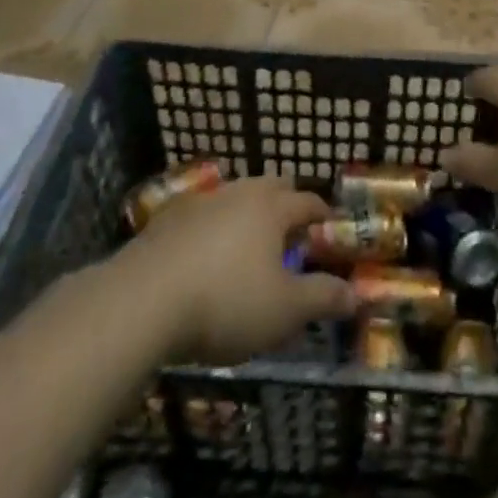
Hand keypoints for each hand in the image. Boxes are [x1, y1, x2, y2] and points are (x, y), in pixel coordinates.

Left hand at [118, 175, 357, 364]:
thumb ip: (323, 298)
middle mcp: (239, 193)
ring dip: (247, 215)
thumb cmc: (226, 302)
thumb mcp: (284, 311)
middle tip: (291, 235)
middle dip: (286, 204)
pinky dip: (212, 230)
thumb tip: (357, 294)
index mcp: (272, 207)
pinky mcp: (165, 221)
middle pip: (271, 186)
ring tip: (248, 247)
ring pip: (234, 198)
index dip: (323, 216)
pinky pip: (201, 216)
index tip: (330, 232)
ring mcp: (199, 203)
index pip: (308, 201)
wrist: (141, 302)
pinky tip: (204, 257)